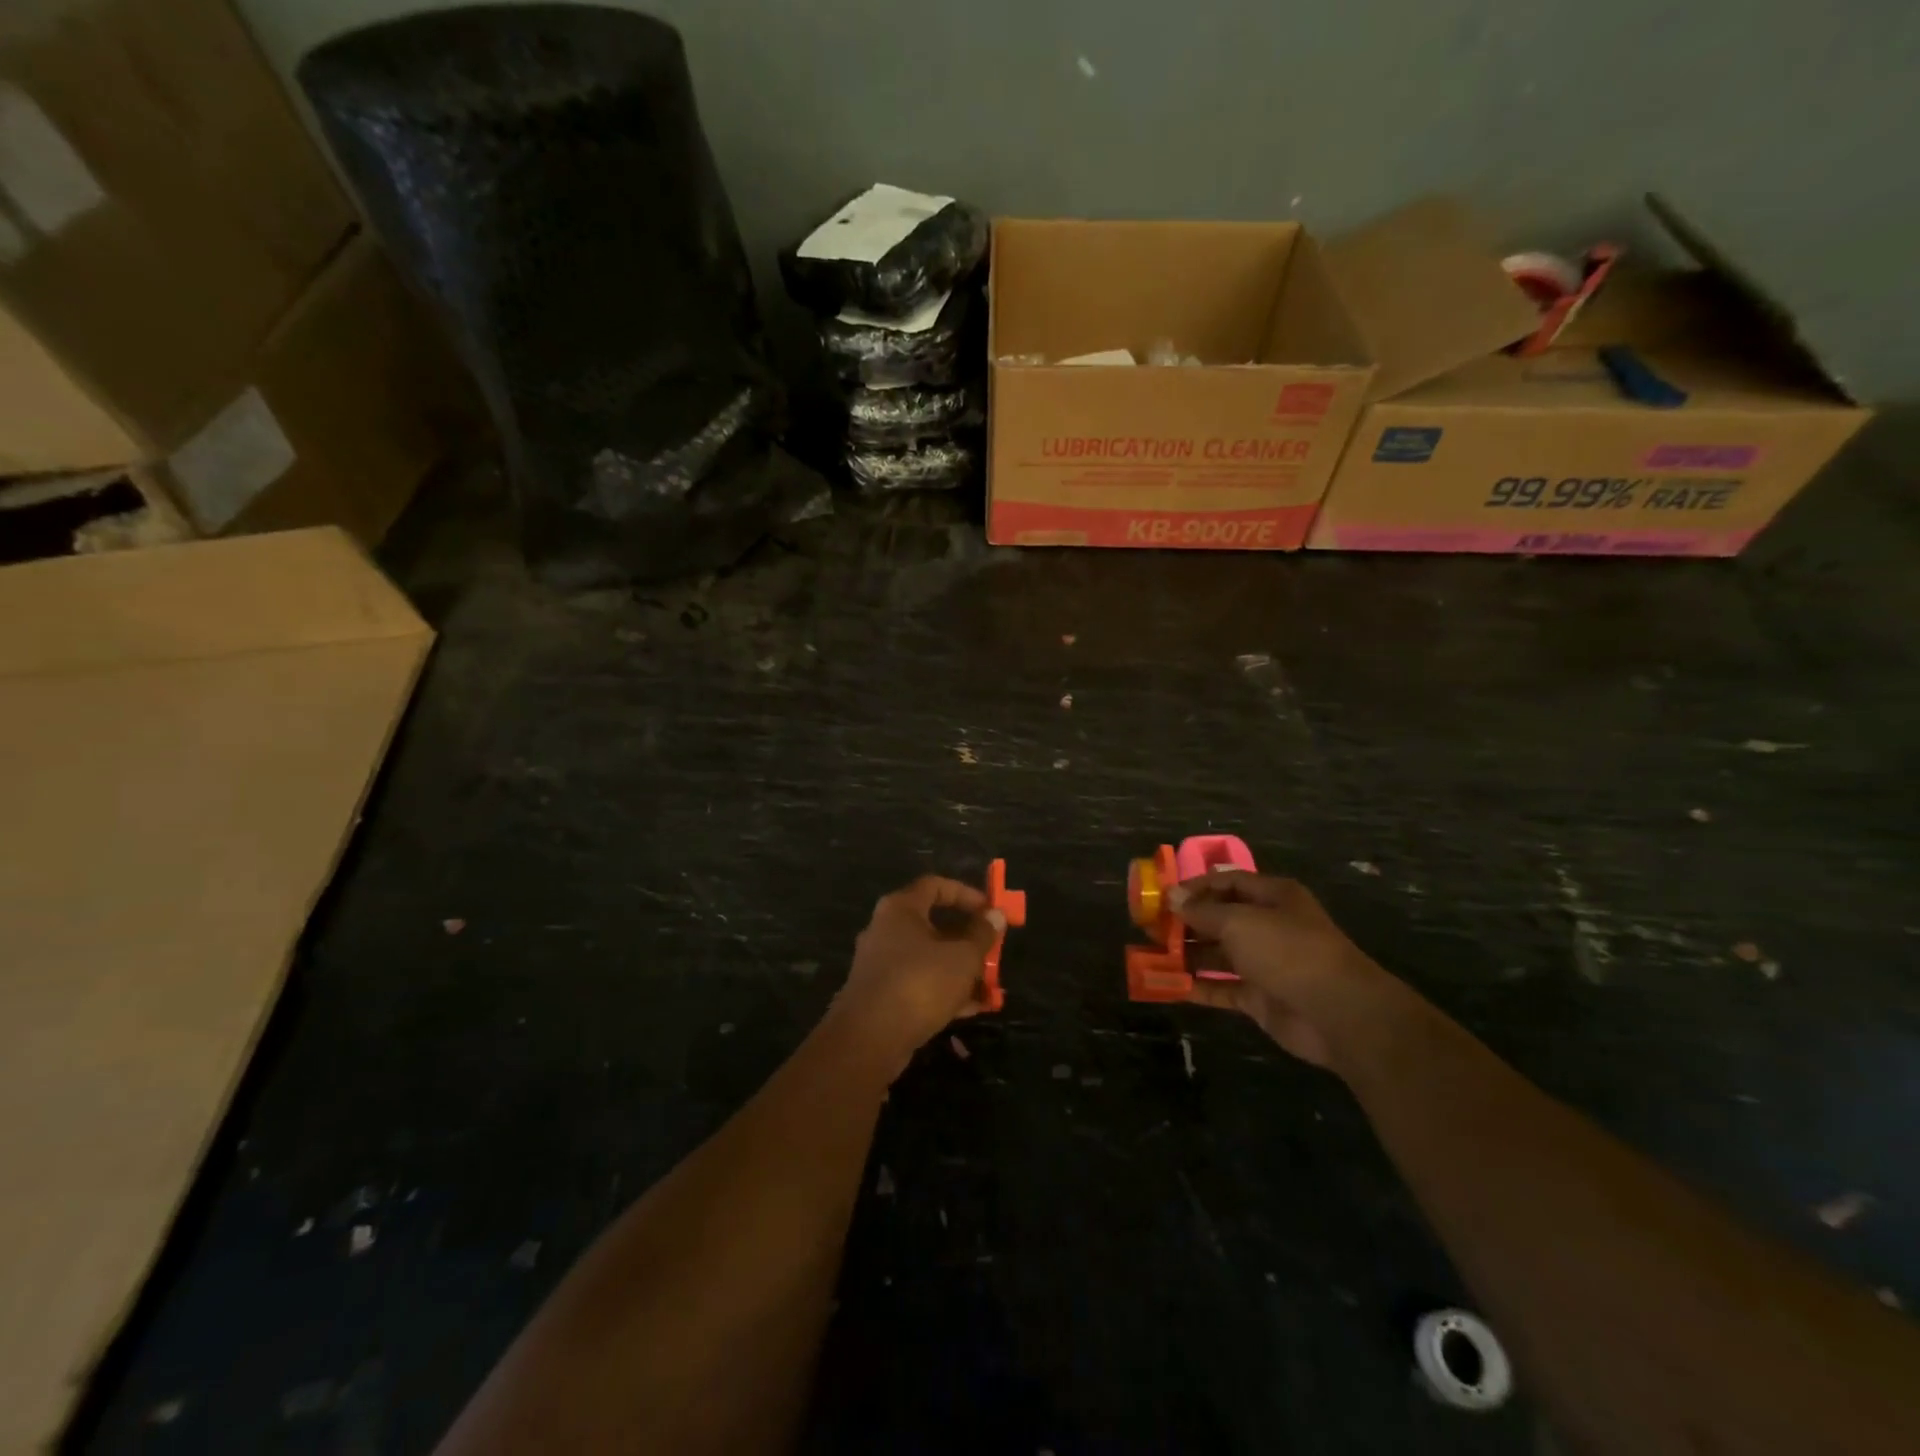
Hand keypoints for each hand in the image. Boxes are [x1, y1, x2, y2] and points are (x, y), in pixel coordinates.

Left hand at [834, 876, 1005, 1066]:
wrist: (868, 1038)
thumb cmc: (919, 983)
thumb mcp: (962, 957)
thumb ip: (982, 934)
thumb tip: (996, 915)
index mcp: (901, 909)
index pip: (935, 885)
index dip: (966, 894)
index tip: (990, 911)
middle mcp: (886, 929)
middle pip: (933, 924)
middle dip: (968, 939)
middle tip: (992, 952)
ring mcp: (881, 963)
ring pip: (928, 958)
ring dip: (960, 970)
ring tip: (990, 987)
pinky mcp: (881, 994)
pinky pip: (919, 983)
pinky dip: (944, 991)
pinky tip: (972, 1009)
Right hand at [1170, 871, 1392, 1069]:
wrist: (1338, 1013)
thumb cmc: (1288, 951)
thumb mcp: (1239, 922)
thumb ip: (1202, 911)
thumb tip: (1171, 897)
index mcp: (1273, 897)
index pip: (1228, 882)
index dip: (1195, 886)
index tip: (1163, 897)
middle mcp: (1269, 926)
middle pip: (1220, 918)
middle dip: (1186, 922)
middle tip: (1149, 927)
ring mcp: (1265, 964)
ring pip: (1218, 954)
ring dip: (1186, 955)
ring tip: (1150, 955)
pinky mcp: (1260, 997)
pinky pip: (1221, 988)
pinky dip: (1197, 987)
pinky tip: (1167, 986)